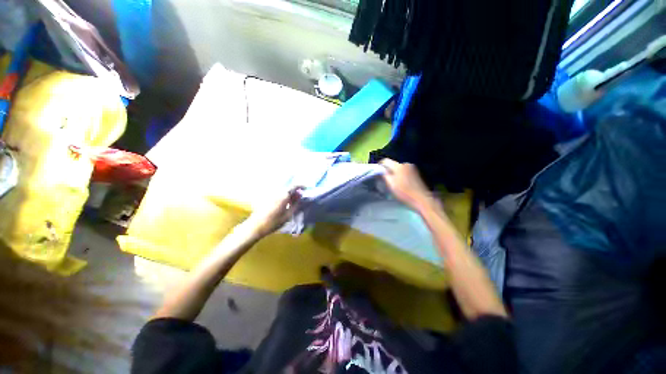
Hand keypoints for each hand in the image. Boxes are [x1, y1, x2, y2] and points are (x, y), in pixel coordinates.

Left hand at [243, 187, 302, 238]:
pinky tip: (285, 203)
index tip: (306, 189)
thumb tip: (300, 195)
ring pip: (283, 190)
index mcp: (283, 195)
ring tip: (293, 201)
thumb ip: (295, 204)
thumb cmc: (273, 222)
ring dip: (289, 193)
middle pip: (288, 187)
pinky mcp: (267, 197)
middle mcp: (277, 192)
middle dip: (295, 190)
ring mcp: (271, 194)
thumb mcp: (288, 215)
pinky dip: (283, 196)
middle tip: (300, 197)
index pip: (294, 186)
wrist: (256, 226)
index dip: (301, 186)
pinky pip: (278, 193)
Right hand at [380, 158, 432, 210]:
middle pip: (392, 164)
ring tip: (393, 181)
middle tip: (384, 178)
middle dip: (388, 169)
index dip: (380, 165)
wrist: (421, 199)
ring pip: (398, 167)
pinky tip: (401, 182)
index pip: (386, 161)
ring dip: (394, 172)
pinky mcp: (415, 172)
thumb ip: (385, 175)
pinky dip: (400, 174)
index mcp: (398, 166)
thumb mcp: (391, 185)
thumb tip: (380, 170)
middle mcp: (405, 164)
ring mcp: (411, 167)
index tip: (377, 171)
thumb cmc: (404, 193)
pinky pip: (404, 170)